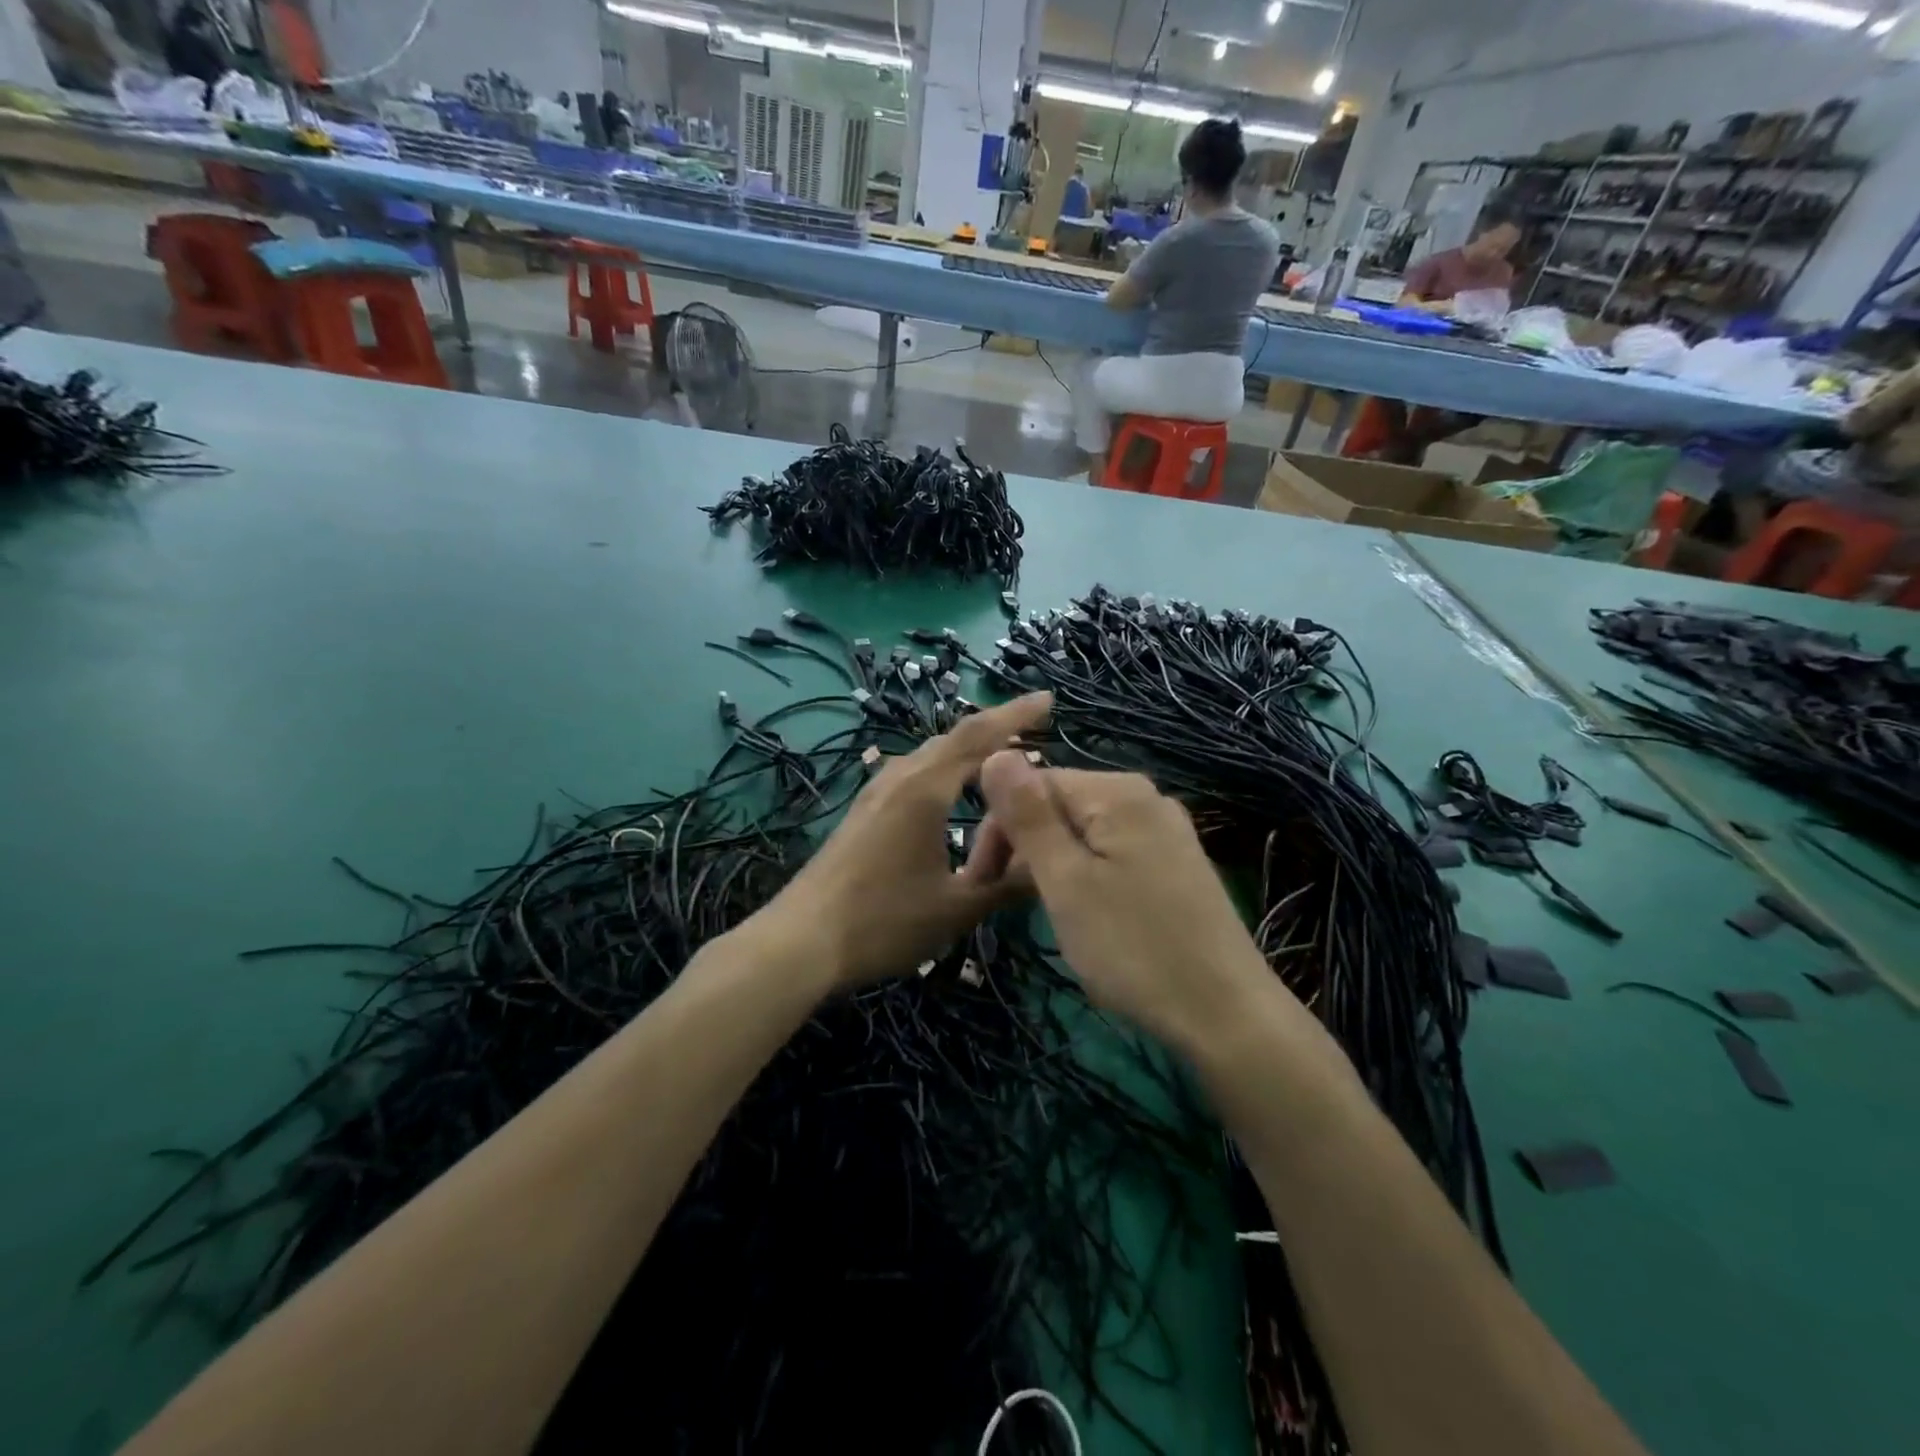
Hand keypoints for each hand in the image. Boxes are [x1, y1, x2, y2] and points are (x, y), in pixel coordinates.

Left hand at [759, 693, 1052, 987]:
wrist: (801, 941)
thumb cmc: (883, 922)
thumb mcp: (956, 908)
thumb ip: (1007, 884)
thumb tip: (1052, 866)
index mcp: (925, 789)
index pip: (979, 736)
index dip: (1016, 714)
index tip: (1049, 699)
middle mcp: (900, 777)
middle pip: (954, 738)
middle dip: (996, 728)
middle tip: (1035, 729)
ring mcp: (876, 792)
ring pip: (931, 755)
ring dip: (968, 749)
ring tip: (1001, 757)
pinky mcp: (864, 811)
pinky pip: (915, 773)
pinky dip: (945, 769)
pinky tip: (950, 791)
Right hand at [971, 753, 1284, 1054]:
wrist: (1227, 1015)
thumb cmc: (1133, 947)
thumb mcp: (1066, 881)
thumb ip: (1028, 815)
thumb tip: (996, 753)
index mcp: (1117, 791)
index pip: (1033, 783)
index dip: (998, 828)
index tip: (978, 882)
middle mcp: (1145, 798)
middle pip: (1060, 805)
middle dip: (1024, 846)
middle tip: (1000, 902)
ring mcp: (1166, 831)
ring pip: (1084, 833)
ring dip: (1051, 865)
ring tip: (1041, 913)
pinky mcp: (1176, 864)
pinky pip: (1112, 853)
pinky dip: (1084, 875)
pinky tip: (1083, 914)